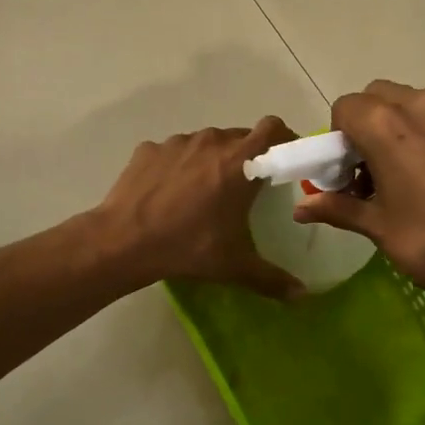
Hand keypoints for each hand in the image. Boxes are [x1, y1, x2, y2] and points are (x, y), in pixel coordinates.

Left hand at [93, 118, 303, 297]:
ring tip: (203, 192)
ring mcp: (177, 142)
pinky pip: (173, 152)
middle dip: (247, 156)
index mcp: (240, 162)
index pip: (273, 129)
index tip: (283, 161)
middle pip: (240, 136)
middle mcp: (211, 142)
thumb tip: (301, 295)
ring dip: (211, 159)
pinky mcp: (149, 149)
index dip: (283, 141)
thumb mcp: (234, 266)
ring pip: (205, 142)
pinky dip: (178, 165)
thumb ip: (272, 279)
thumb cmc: (188, 247)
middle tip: (244, 187)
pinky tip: (169, 193)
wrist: (123, 241)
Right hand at [293, 81, 424, 299]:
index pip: (344, 108)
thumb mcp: (380, 228)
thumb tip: (301, 208)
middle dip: (364, 128)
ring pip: (409, 104)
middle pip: (376, 98)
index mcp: (387, 125)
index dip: (337, 140)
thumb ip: (338, 208)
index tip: (346, 174)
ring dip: (395, 129)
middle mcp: (420, 105)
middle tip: (370, 173)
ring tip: (403, 177)